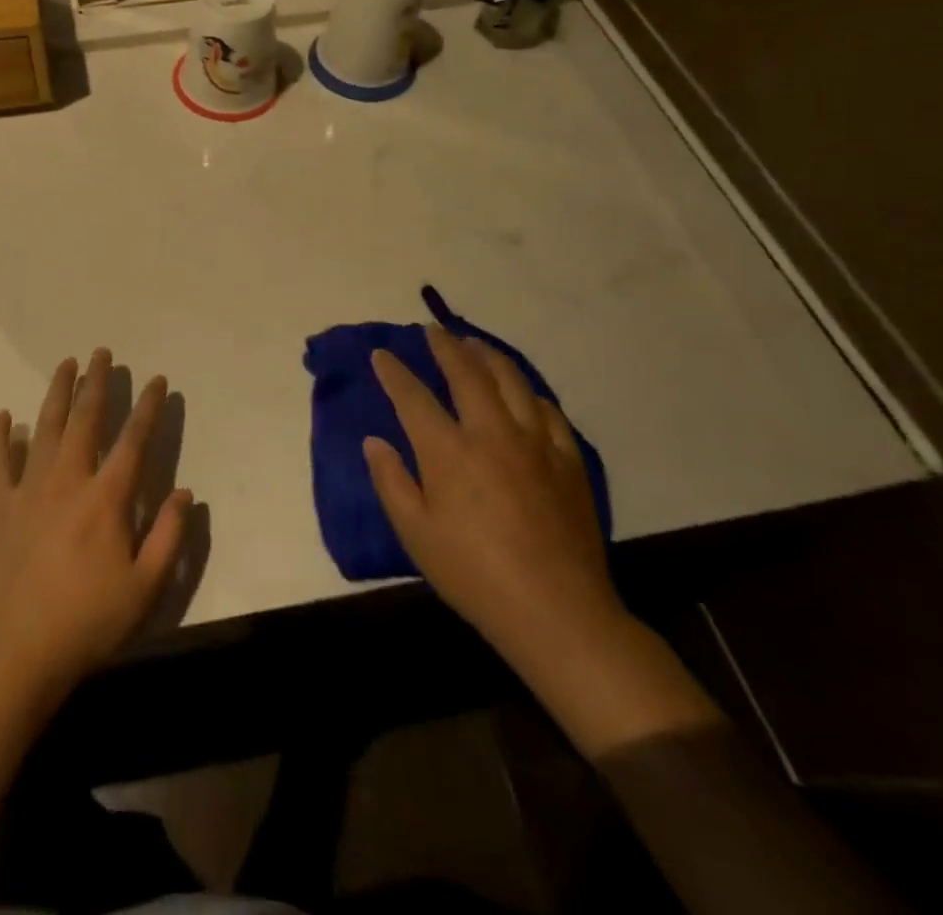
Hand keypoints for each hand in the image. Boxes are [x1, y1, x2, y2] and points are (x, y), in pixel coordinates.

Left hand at [0, 350, 192, 694]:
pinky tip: (5, 416)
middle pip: (85, 420)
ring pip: (44, 428)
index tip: (156, 380)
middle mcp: (68, 481)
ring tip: (66, 364)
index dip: (147, 407)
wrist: (19, 650)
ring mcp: (29, 489)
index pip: (132, 440)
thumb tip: (185, 493)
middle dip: (96, 383)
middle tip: (101, 353)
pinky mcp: (0, 506)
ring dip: (57, 393)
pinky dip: (0, 436)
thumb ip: (169, 536)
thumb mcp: (145, 587)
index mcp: (106, 499)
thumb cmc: (88, 621)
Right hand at [365, 327, 623, 671]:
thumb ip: (391, 481)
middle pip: (466, 374)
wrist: (556, 611)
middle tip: (432, 331)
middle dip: (445, 347)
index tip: (381, 354)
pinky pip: (549, 411)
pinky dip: (530, 393)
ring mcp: (535, 444)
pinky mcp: (568, 461)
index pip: (413, 396)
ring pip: (511, 381)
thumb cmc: (473, 574)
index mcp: (448, 451)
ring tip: (474, 343)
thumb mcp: (415, 533)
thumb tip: (374, 442)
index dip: (393, 372)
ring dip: (488, 356)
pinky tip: (524, 392)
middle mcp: (490, 433)